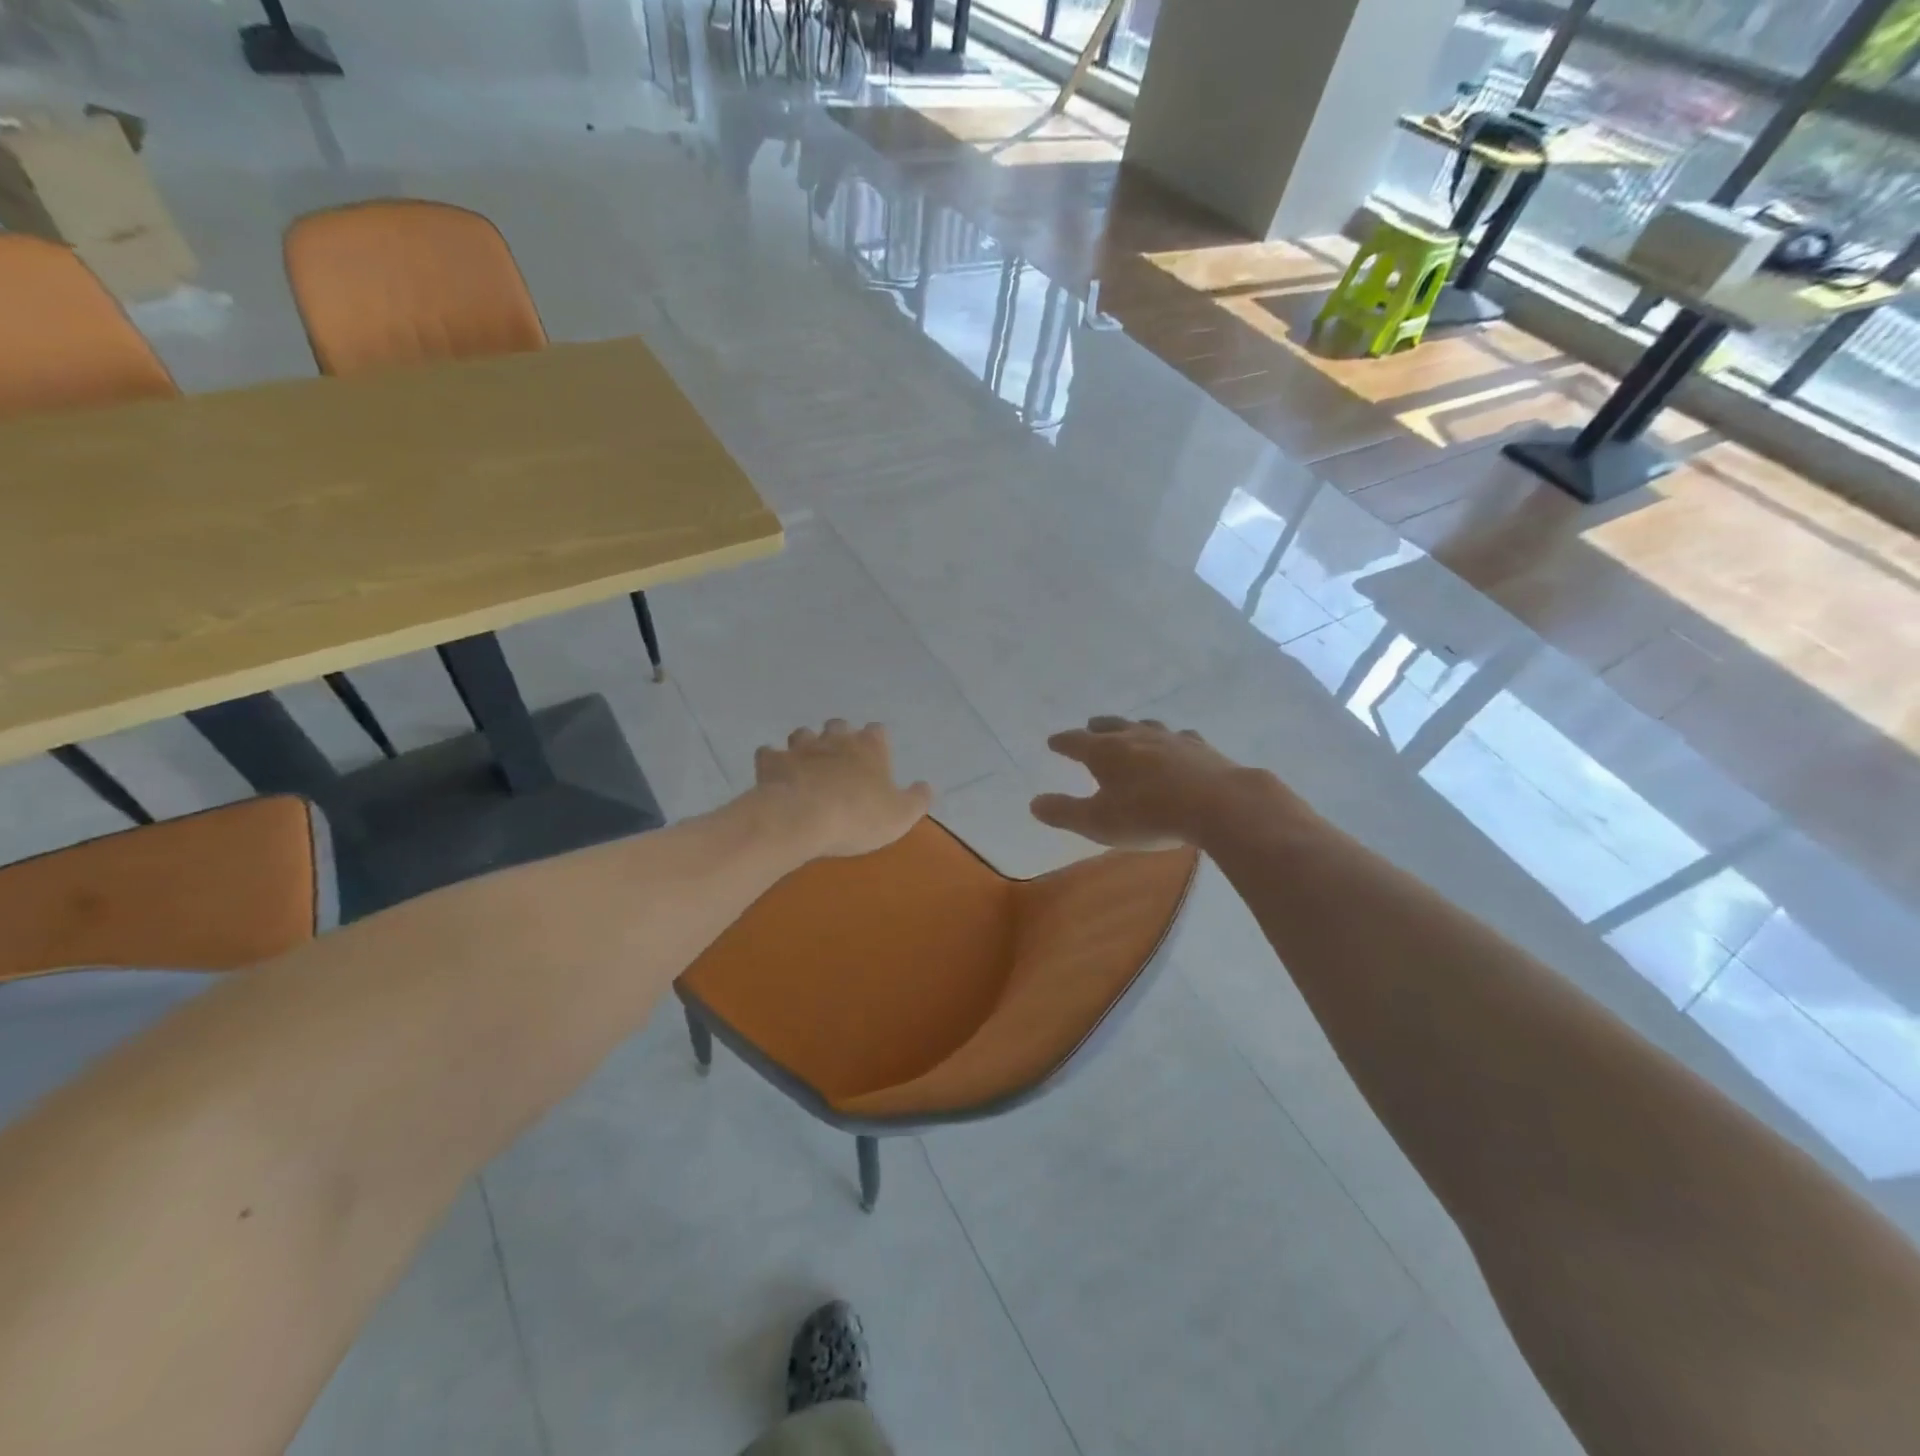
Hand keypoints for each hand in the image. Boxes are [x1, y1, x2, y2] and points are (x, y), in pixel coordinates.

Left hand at [753, 721, 932, 858]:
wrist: (801, 819)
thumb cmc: (858, 816)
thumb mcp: (900, 815)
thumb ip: (917, 799)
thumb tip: (926, 786)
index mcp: (869, 747)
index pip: (878, 731)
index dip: (877, 742)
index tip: (877, 756)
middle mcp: (836, 739)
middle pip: (839, 725)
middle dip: (839, 736)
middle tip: (840, 759)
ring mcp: (801, 748)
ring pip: (803, 734)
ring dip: (806, 745)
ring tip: (807, 764)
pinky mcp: (772, 762)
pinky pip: (768, 754)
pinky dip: (772, 761)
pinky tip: (774, 774)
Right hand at [1031, 716, 1271, 849]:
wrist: (1217, 804)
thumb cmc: (1149, 815)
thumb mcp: (1098, 822)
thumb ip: (1064, 812)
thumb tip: (1034, 803)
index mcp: (1106, 752)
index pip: (1075, 742)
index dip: (1063, 742)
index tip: (1053, 742)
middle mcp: (1136, 737)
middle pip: (1111, 726)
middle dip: (1097, 727)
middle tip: (1089, 726)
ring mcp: (1171, 739)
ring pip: (1146, 726)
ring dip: (1134, 727)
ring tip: (1131, 729)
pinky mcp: (1201, 748)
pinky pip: (1180, 737)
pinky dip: (1172, 740)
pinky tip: (1178, 743)